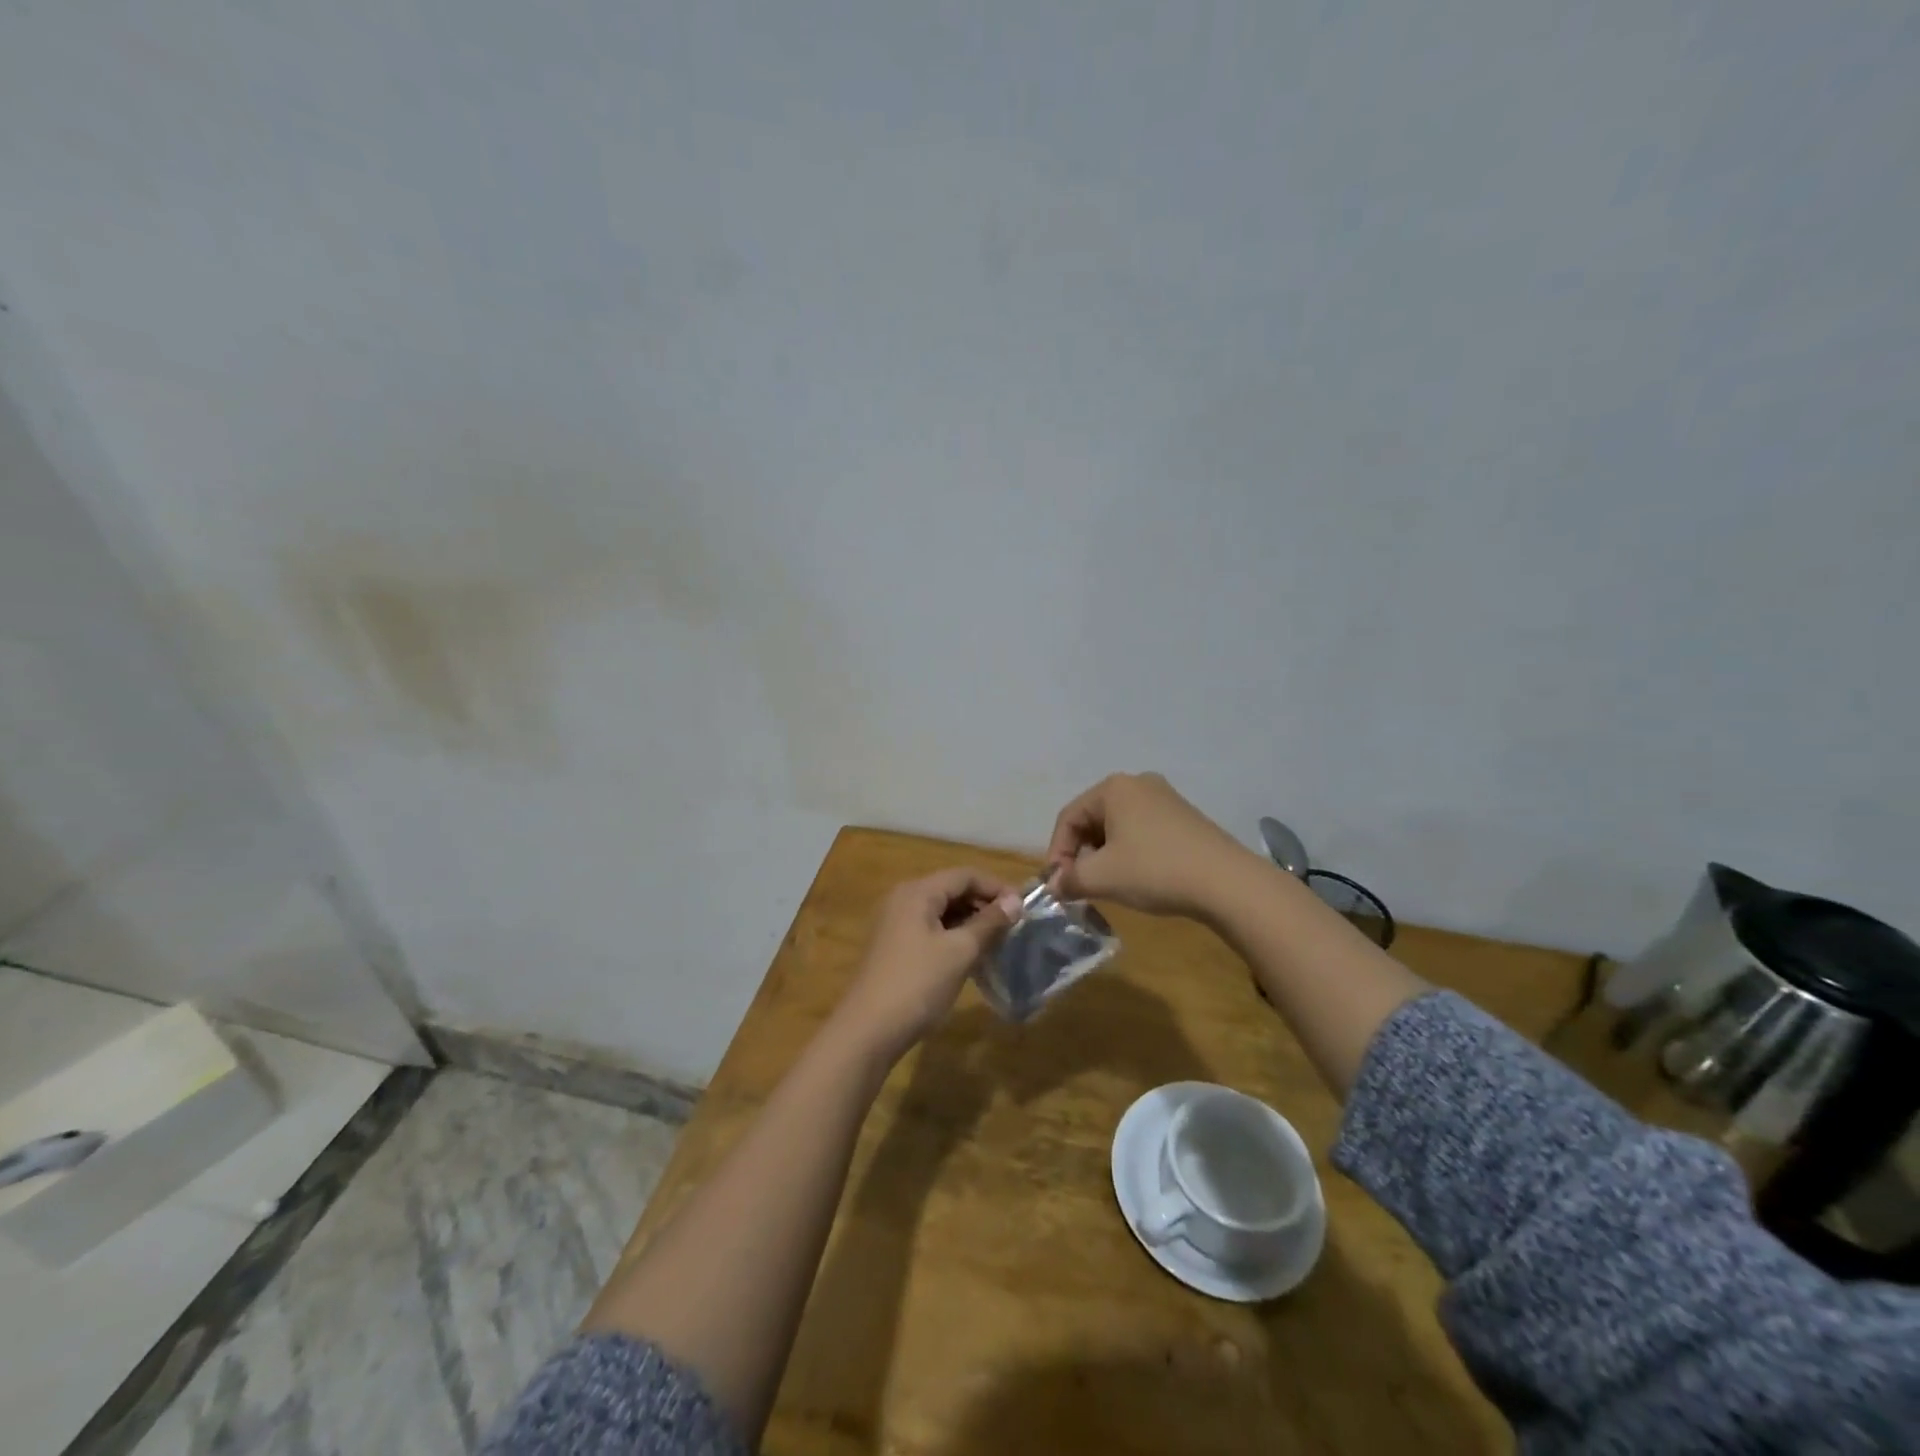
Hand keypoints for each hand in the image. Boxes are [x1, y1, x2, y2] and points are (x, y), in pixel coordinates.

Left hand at [834, 869, 1021, 1061]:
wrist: (868, 1030)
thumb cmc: (917, 984)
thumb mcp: (960, 952)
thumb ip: (989, 923)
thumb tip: (1015, 903)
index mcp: (918, 892)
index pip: (964, 875)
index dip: (996, 887)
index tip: (1023, 908)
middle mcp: (903, 898)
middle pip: (951, 889)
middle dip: (984, 904)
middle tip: (1013, 926)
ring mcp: (895, 922)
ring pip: (941, 910)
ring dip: (970, 921)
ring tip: (997, 941)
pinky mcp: (893, 945)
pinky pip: (930, 928)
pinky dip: (953, 935)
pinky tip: (970, 955)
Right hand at [1045, 772, 1255, 919]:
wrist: (1227, 882)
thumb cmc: (1155, 870)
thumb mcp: (1102, 877)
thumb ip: (1070, 879)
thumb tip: (1055, 886)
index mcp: (1113, 788)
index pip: (1068, 817)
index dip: (1057, 852)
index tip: (1059, 885)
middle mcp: (1138, 783)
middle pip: (1093, 819)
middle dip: (1081, 854)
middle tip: (1080, 885)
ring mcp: (1165, 798)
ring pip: (1118, 826)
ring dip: (1104, 855)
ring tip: (1107, 884)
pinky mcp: (1185, 817)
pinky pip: (1142, 831)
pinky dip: (1129, 853)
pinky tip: (1137, 878)